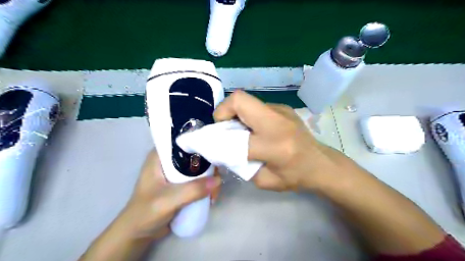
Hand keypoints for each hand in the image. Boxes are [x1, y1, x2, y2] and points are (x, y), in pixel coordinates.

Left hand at [119, 150, 221, 238]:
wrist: (138, 234)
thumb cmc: (146, 212)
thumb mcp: (168, 200)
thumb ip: (192, 190)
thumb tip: (218, 180)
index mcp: (160, 156)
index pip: (183, 141)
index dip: (199, 143)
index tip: (215, 152)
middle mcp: (170, 160)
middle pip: (195, 155)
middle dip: (209, 167)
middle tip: (216, 181)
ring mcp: (176, 173)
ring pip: (199, 168)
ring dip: (210, 179)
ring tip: (213, 194)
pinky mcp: (182, 184)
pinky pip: (199, 180)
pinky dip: (207, 186)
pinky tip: (211, 196)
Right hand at [214, 91, 340, 191]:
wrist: (321, 163)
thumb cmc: (295, 176)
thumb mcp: (265, 180)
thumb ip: (241, 165)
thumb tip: (223, 151)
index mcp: (274, 146)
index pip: (236, 139)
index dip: (218, 141)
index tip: (212, 144)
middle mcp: (277, 122)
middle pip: (239, 100)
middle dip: (223, 111)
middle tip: (223, 127)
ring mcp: (281, 110)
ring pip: (247, 101)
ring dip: (235, 113)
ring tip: (239, 129)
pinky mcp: (283, 107)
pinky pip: (256, 106)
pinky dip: (248, 115)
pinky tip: (255, 128)